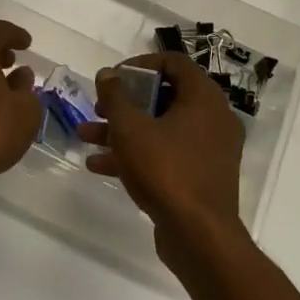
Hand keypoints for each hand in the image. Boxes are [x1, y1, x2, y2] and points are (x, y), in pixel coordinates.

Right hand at [78, 53, 246, 269]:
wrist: (199, 236)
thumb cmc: (166, 170)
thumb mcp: (130, 128)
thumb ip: (115, 96)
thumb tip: (107, 74)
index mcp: (204, 98)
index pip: (173, 63)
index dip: (139, 65)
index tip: (113, 78)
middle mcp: (213, 118)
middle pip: (164, 97)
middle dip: (125, 102)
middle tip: (98, 107)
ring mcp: (209, 150)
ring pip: (162, 128)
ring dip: (123, 130)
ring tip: (86, 137)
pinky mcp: (201, 176)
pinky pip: (167, 154)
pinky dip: (138, 154)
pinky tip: (99, 165)